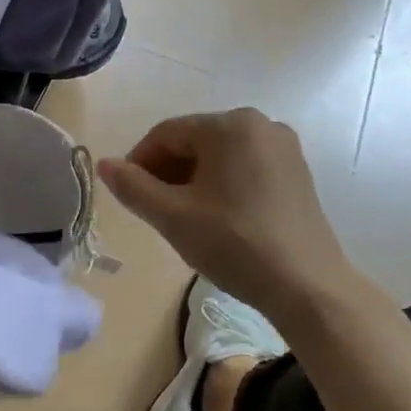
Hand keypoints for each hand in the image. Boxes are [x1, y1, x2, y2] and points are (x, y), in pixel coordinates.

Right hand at [97, 110, 353, 316]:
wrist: (306, 285)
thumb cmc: (234, 243)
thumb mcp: (172, 216)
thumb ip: (132, 187)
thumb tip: (104, 165)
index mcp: (230, 125)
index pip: (166, 133)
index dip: (138, 161)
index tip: (126, 194)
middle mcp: (261, 124)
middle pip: (194, 141)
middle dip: (165, 171)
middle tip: (151, 209)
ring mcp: (284, 148)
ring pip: (218, 156)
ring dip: (190, 180)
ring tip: (180, 216)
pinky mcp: (296, 173)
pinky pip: (243, 167)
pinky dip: (219, 185)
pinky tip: (213, 217)